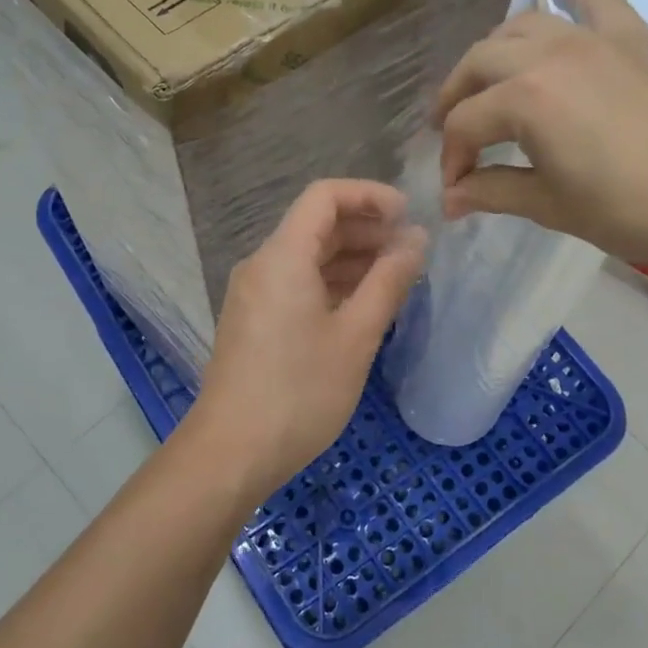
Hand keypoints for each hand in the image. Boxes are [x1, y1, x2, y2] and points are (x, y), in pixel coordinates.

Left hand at [187, 180, 426, 497]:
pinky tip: (363, 306)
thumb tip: (415, 241)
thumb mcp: (356, 336)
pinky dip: (332, 284)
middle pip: (316, 225)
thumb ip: (389, 281)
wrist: (232, 451)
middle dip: (366, 229)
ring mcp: (254, 294)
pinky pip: (296, 284)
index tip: (409, 216)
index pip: (325, 196)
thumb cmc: (300, 392)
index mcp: (283, 256)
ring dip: (352, 259)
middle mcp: (262, 265)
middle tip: (411, 251)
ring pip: (307, 257)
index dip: (370, 196)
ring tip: (397, 279)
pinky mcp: (254, 321)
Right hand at [430, 0, 647, 277]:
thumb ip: (494, 192)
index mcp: (524, 99)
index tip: (456, 193)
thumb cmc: (633, 210)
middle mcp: (549, 53)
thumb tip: (450, 199)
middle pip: (480, 64)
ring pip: (523, 25)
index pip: (465, 124)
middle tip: (454, 134)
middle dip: (457, 99)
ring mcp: (595, 37)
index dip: (452, 159)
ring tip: (488, 79)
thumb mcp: (553, 207)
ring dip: (495, 51)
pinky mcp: (634, 35)